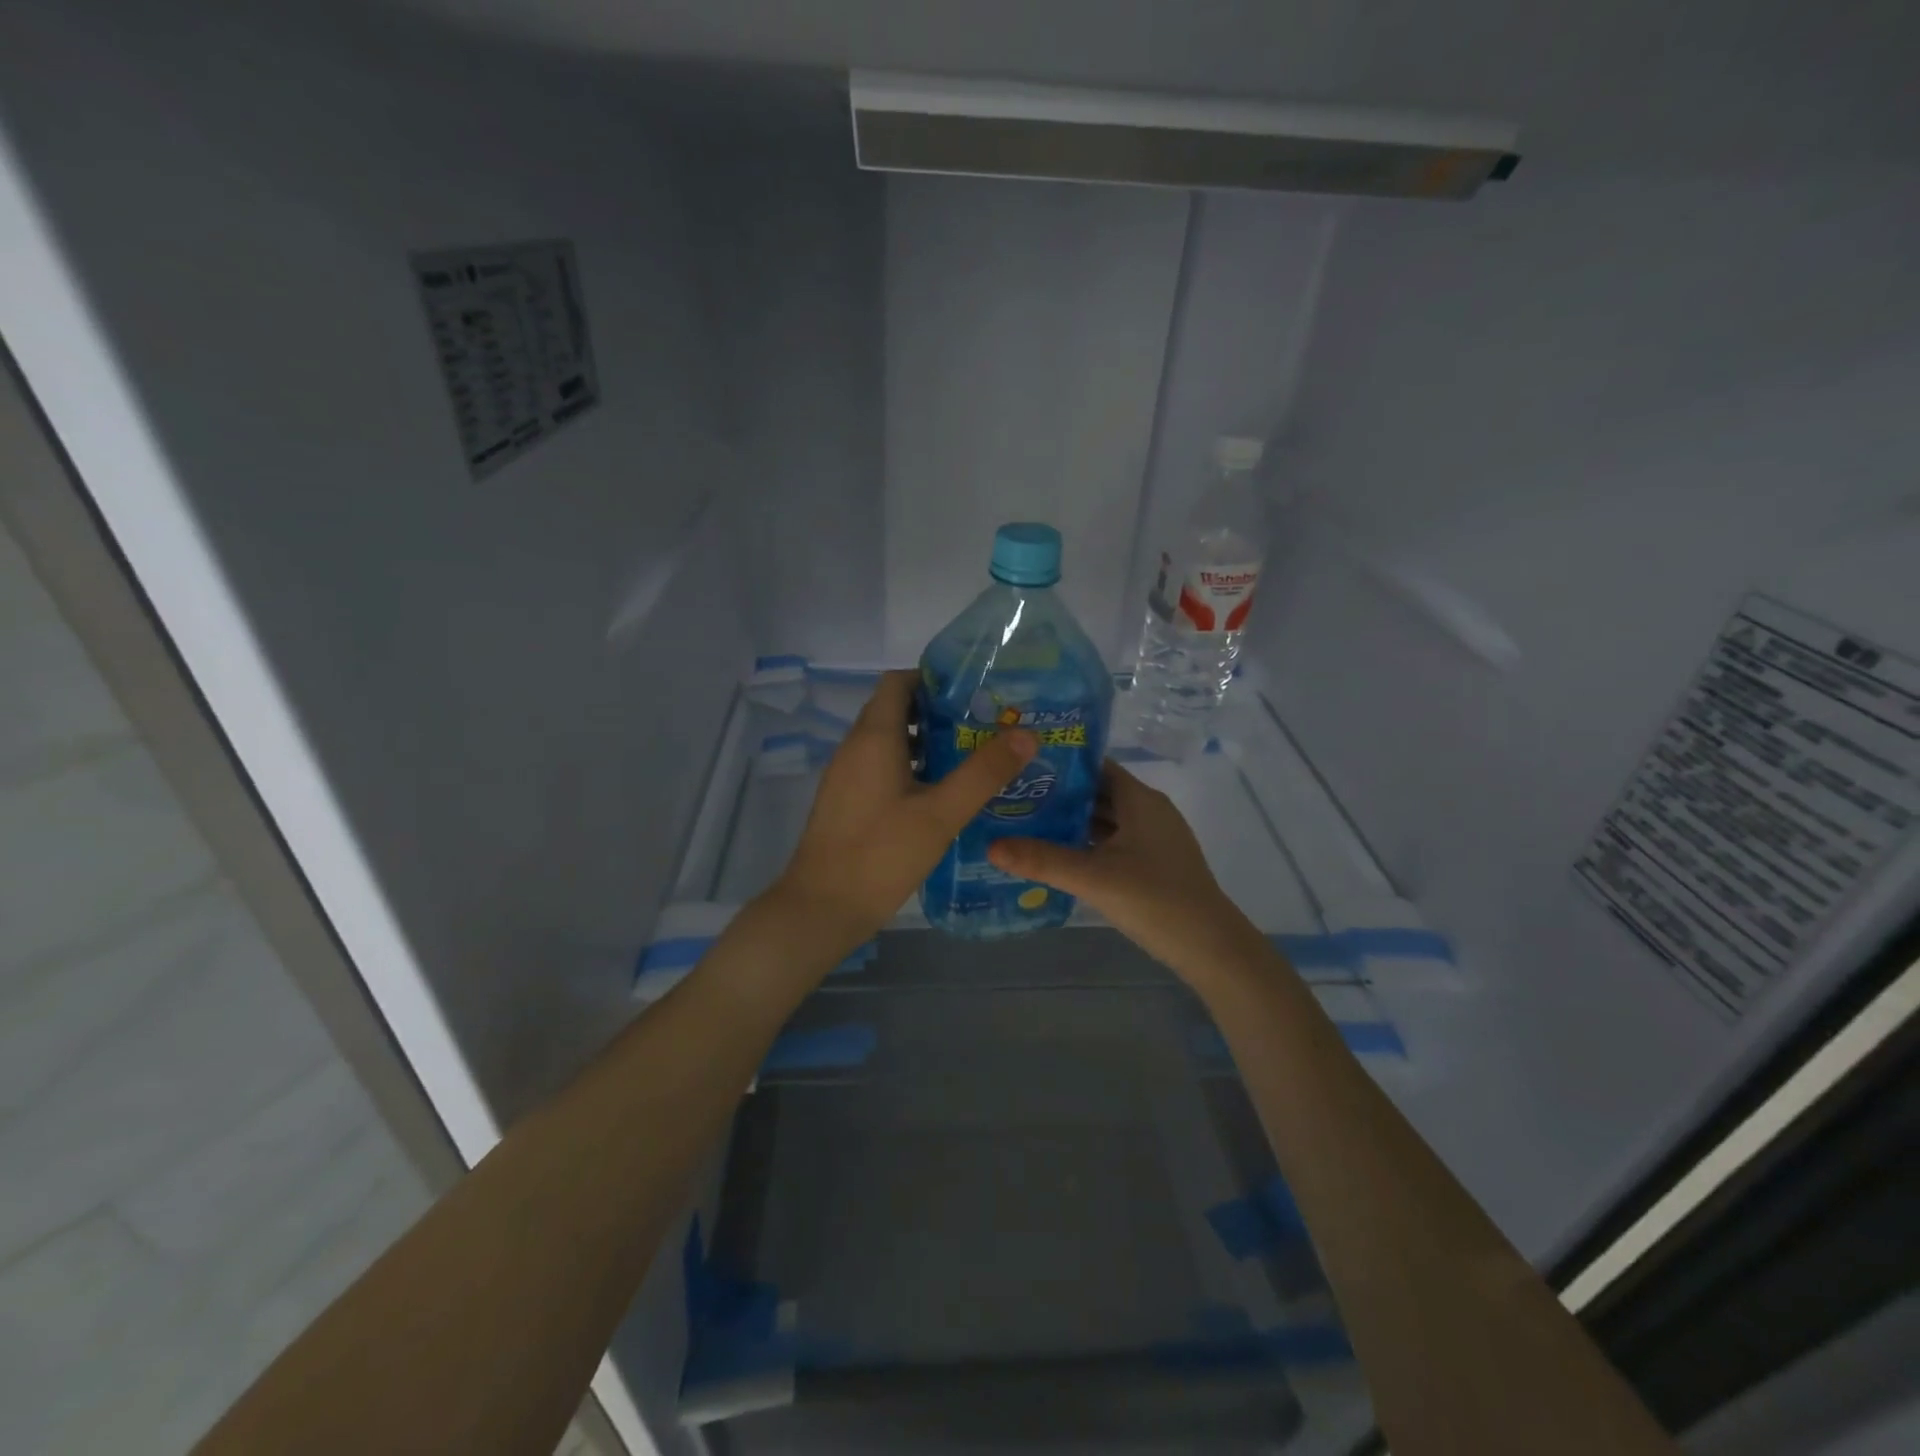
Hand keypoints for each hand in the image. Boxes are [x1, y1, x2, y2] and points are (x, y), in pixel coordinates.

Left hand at [775, 670, 1036, 951]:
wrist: (821, 908)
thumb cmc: (881, 854)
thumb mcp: (941, 814)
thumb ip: (983, 773)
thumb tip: (1026, 734)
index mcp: (874, 737)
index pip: (898, 681)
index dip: (933, 678)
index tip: (974, 691)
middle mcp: (855, 747)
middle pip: (894, 709)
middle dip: (937, 710)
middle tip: (983, 724)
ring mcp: (846, 775)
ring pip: (888, 740)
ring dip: (925, 740)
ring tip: (970, 755)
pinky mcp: (846, 801)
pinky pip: (879, 766)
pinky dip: (909, 766)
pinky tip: (940, 793)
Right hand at [987, 761, 1261, 982]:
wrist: (1211, 947)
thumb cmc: (1155, 900)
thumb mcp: (1093, 878)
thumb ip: (1042, 860)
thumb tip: (990, 845)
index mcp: (1139, 799)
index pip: (1094, 766)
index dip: (1060, 764)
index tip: (1021, 766)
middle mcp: (1148, 810)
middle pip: (1097, 792)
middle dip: (1058, 795)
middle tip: (1012, 797)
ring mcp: (1153, 838)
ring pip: (1104, 820)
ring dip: (1070, 822)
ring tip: (1024, 823)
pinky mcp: (1153, 863)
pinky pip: (1112, 842)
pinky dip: (1086, 844)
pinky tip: (1056, 855)